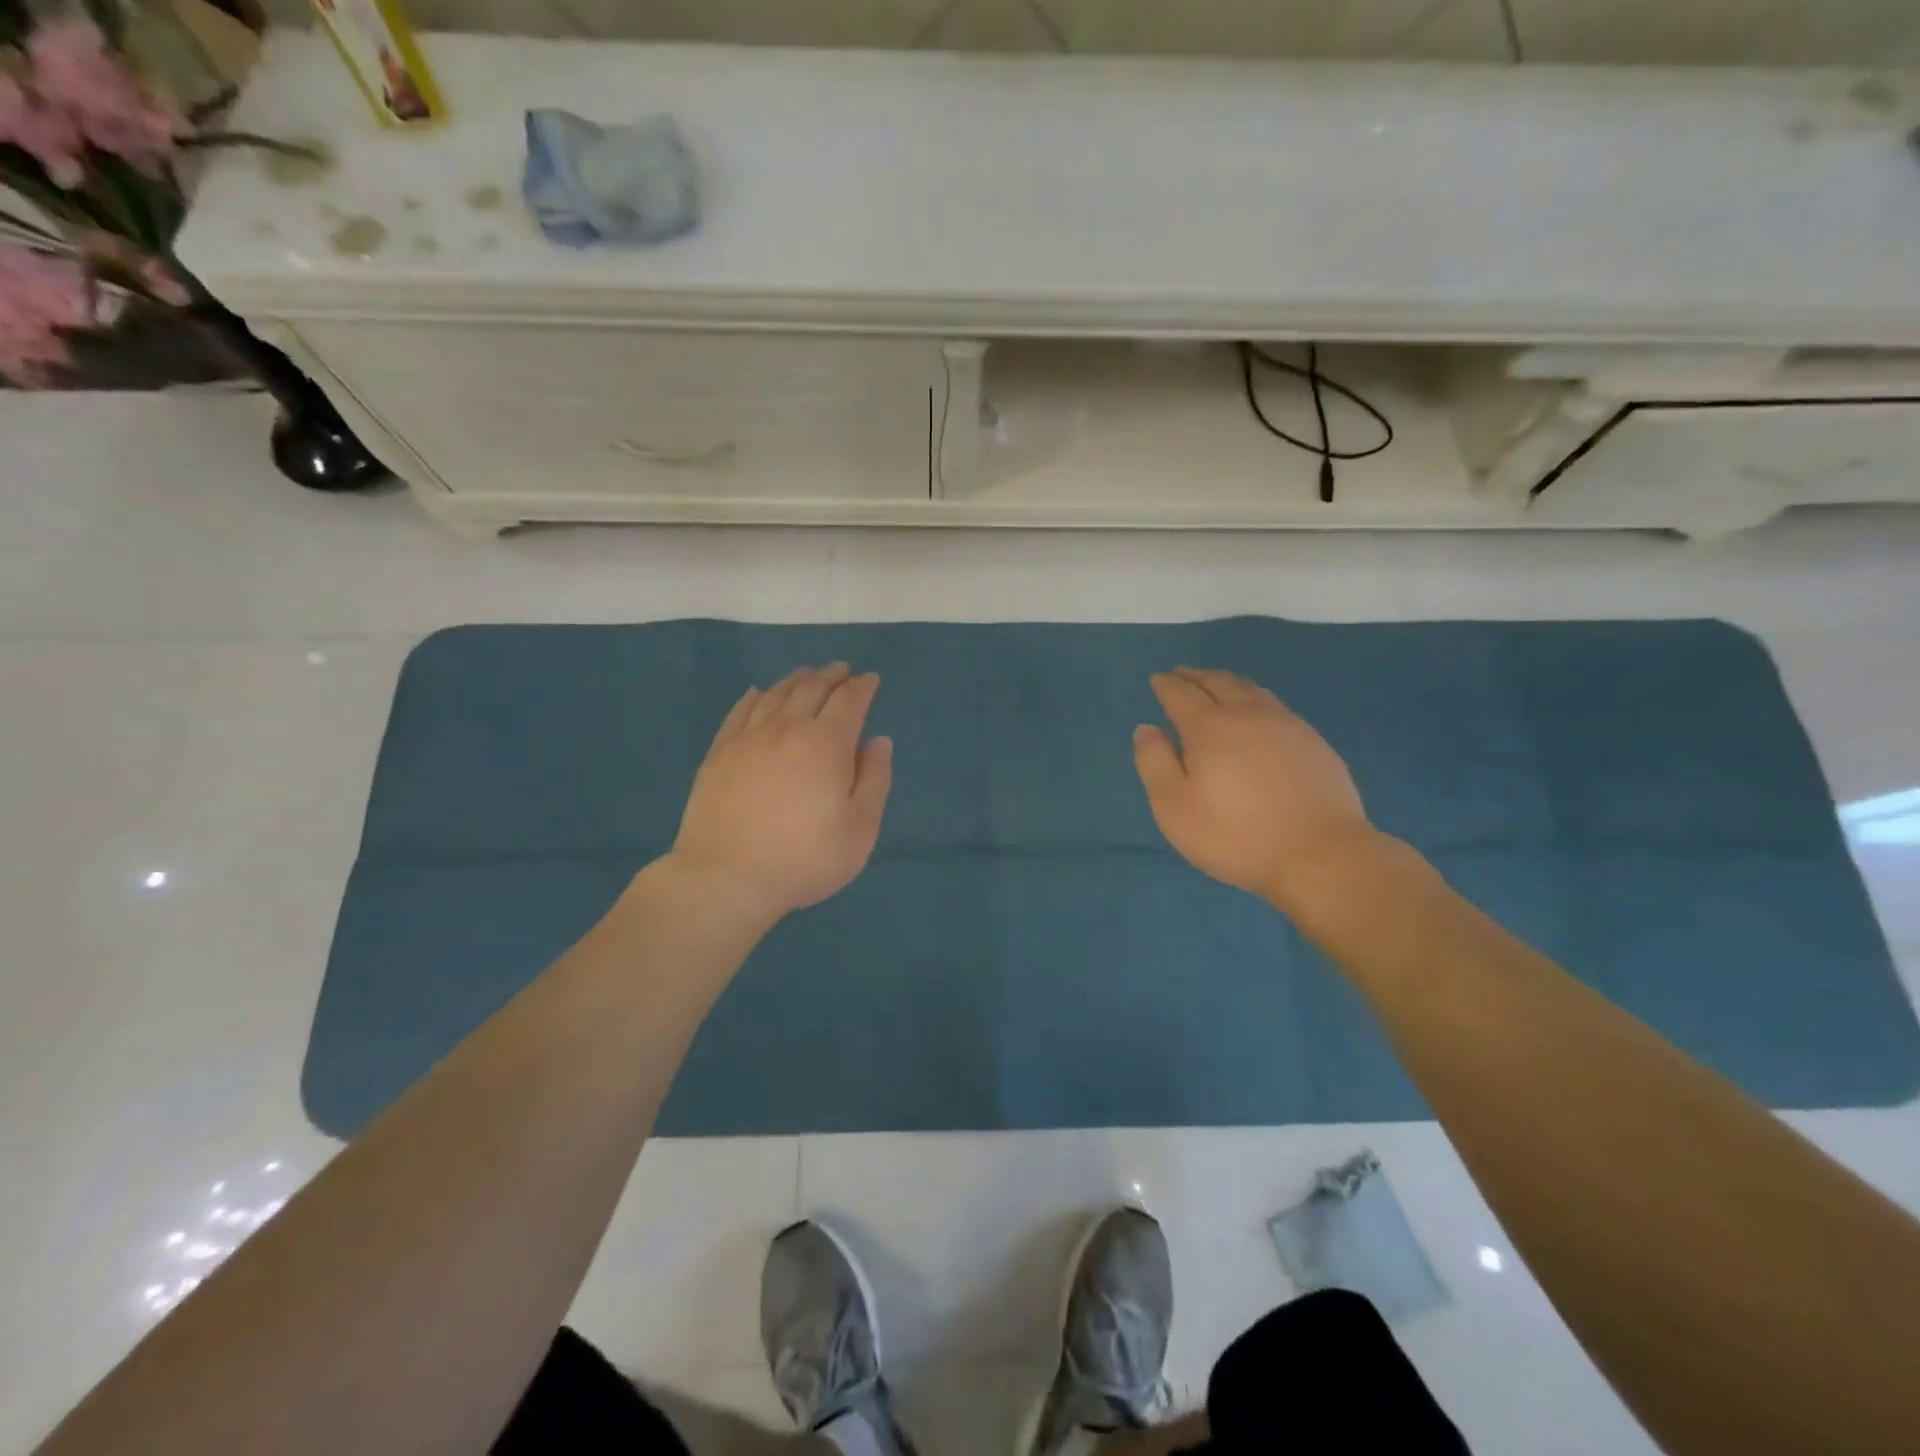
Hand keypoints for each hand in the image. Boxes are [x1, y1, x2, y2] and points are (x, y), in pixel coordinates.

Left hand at [669, 663, 892, 922]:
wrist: (727, 877)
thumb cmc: (804, 858)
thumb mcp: (859, 829)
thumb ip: (874, 780)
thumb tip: (878, 741)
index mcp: (826, 744)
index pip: (849, 701)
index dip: (863, 687)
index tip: (871, 680)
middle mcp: (787, 729)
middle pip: (811, 689)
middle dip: (831, 675)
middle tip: (842, 669)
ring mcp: (748, 738)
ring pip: (775, 695)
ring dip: (796, 680)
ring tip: (807, 674)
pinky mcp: (719, 753)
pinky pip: (740, 711)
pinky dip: (755, 697)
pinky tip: (758, 693)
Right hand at [1133, 668, 1379, 911]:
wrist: (1321, 855)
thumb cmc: (1236, 835)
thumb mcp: (1175, 807)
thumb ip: (1155, 763)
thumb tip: (1146, 728)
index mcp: (1210, 728)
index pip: (1181, 694)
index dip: (1166, 685)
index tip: (1157, 680)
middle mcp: (1248, 715)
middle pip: (1218, 682)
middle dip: (1196, 676)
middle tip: (1182, 674)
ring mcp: (1286, 725)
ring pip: (1251, 690)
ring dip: (1227, 682)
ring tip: (1216, 684)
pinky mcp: (1313, 742)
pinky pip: (1276, 706)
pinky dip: (1255, 699)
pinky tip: (1257, 713)